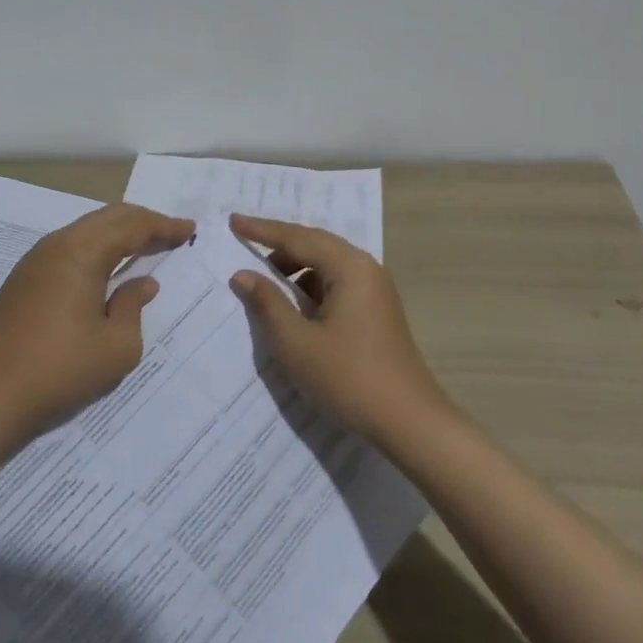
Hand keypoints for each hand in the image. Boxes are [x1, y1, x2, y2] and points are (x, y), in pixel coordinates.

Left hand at [0, 203, 193, 438]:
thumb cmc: (62, 369)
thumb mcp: (118, 345)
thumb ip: (134, 306)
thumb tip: (142, 284)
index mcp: (82, 252)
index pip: (132, 226)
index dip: (163, 226)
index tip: (189, 229)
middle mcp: (58, 244)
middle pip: (108, 217)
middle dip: (143, 221)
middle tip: (170, 233)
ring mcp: (36, 258)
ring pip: (86, 228)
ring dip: (117, 232)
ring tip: (143, 245)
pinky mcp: (23, 276)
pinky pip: (68, 245)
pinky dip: (95, 245)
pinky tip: (105, 265)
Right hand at [227, 214, 449, 440]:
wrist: (409, 421)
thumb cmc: (348, 377)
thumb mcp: (296, 342)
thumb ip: (267, 303)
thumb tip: (242, 274)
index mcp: (349, 267)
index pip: (297, 237)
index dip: (261, 230)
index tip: (233, 221)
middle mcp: (365, 268)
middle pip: (315, 244)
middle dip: (278, 244)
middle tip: (244, 241)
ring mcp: (375, 289)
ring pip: (327, 264)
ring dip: (295, 267)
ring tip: (265, 281)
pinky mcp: (377, 310)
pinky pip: (337, 283)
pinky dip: (311, 286)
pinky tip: (295, 306)